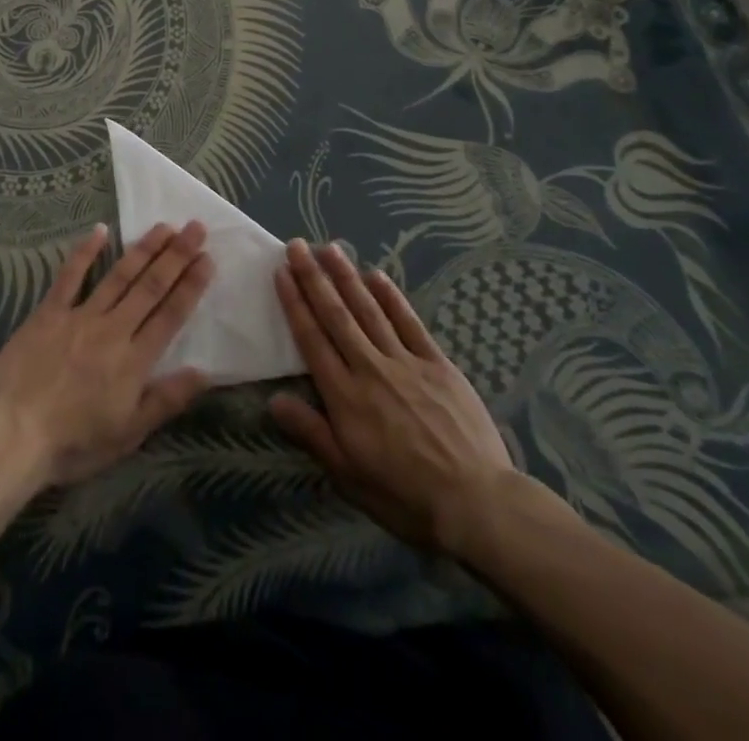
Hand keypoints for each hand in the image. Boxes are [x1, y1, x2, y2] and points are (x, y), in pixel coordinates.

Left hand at [0, 222, 212, 487]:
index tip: (208, 258)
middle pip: (150, 287)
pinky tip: (100, 230)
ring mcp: (80, 316)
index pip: (171, 314)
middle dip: (176, 256)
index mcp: (135, 360)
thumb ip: (167, 399)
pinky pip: (70, 276)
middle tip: (196, 228)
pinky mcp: (49, 312)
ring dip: (144, 249)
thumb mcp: (128, 434)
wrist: (12, 436)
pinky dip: (85, 252)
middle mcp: (113, 330)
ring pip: (119, 276)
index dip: (191, 285)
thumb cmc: (73, 443)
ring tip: (164, 226)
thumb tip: (206, 372)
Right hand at [269, 240, 516, 553]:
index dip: (295, 303)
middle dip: (314, 278)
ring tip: (330, 248)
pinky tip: (377, 275)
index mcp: (345, 396)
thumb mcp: (348, 475)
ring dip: (347, 276)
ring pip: (369, 310)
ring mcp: (406, 362)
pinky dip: (391, 297)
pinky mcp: (437, 364)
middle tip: (297, 245)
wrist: (476, 503)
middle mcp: (370, 368)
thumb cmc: (404, 496)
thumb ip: (311, 433)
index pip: (312, 339)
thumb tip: (272, 400)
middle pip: (336, 315)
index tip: (281, 272)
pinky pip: (409, 322)